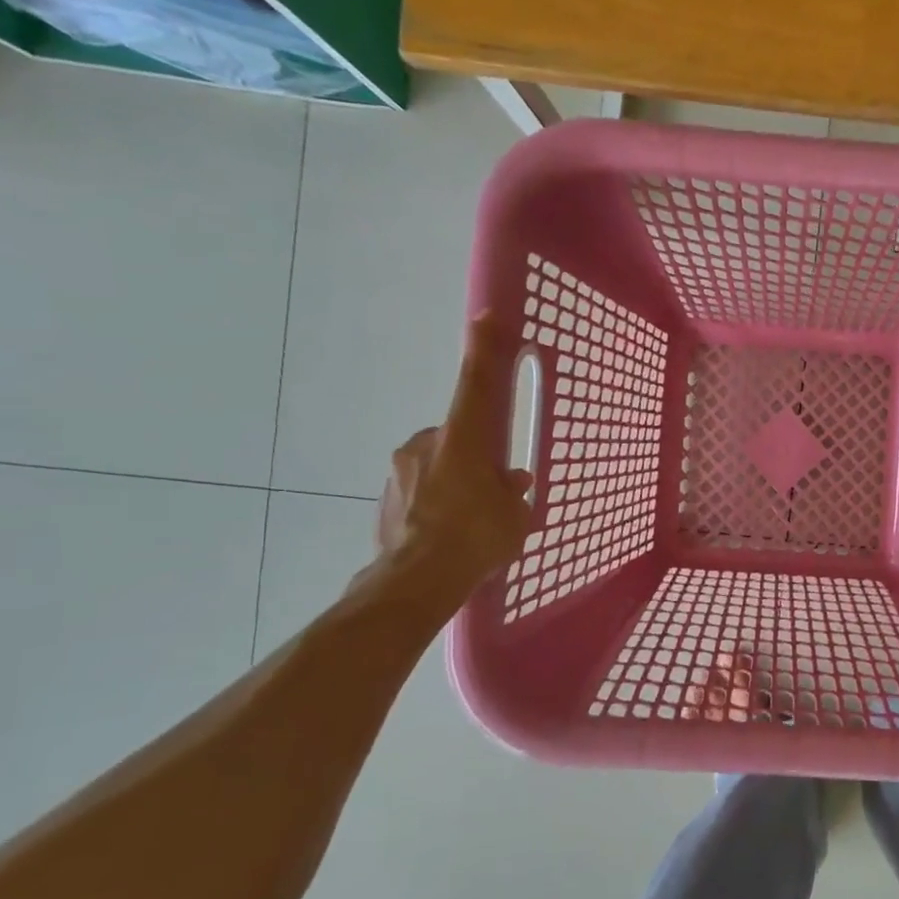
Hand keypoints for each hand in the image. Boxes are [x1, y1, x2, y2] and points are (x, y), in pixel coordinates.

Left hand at [372, 313, 533, 597]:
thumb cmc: (476, 538)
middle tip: (493, 488)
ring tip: (470, 522)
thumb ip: (512, 492)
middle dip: (475, 455)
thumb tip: (511, 482)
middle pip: (457, 436)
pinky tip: (448, 534)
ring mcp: (399, 471)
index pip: (476, 384)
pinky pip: (420, 491)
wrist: (415, 582)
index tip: (486, 317)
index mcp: (463, 438)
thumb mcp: (514, 515)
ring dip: (454, 482)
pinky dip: (435, 503)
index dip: (484, 349)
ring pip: (437, 465)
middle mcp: (426, 444)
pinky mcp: (385, 499)